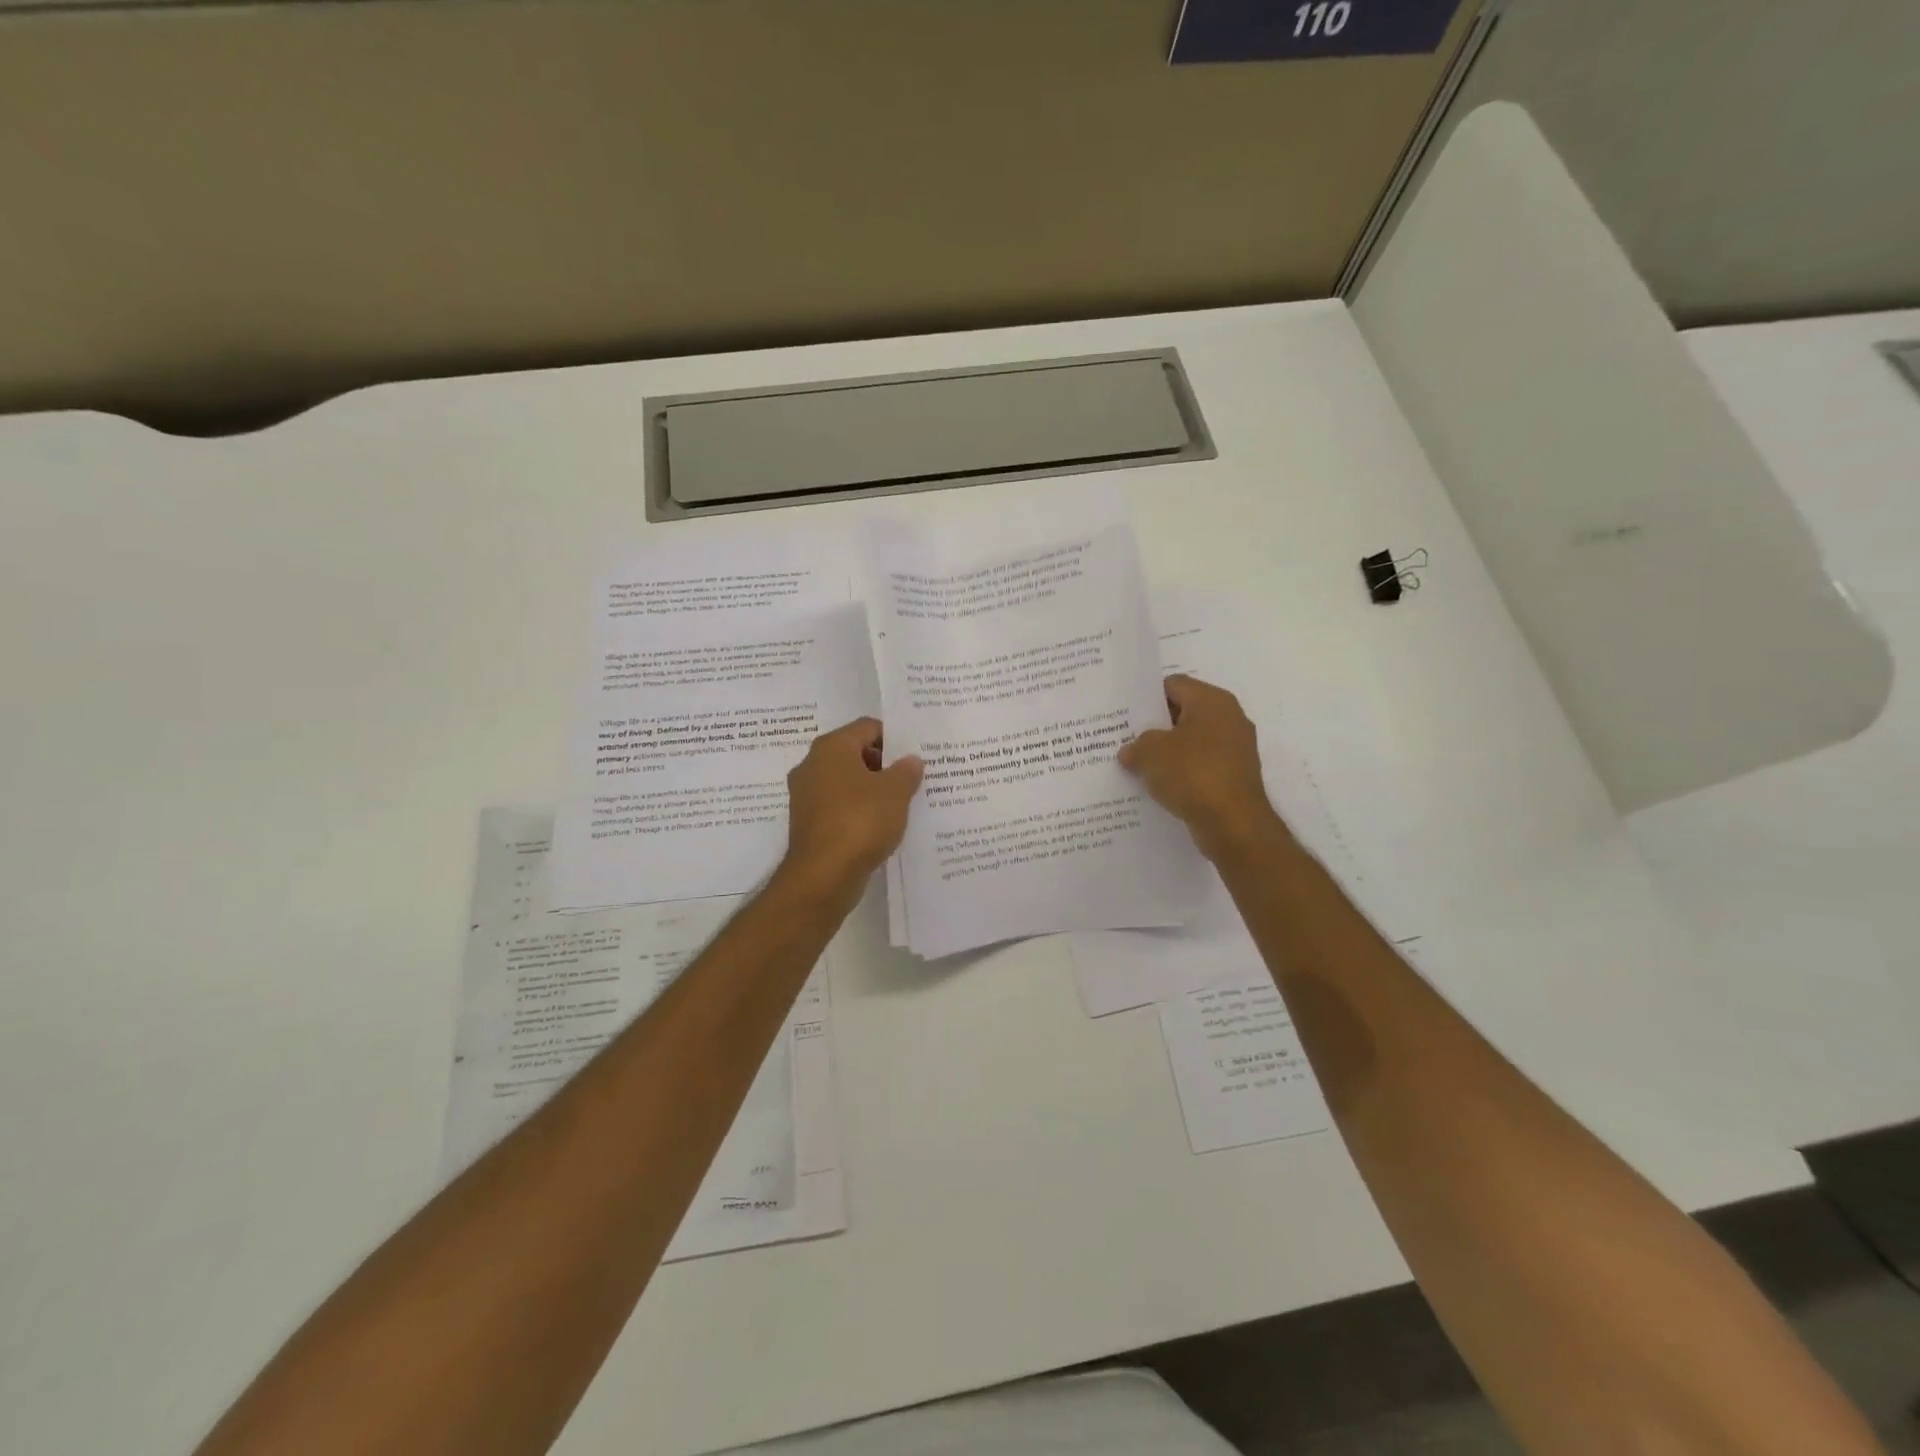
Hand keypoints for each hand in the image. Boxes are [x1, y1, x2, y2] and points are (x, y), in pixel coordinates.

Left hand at [782, 717, 923, 896]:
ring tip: (900, 803)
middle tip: (912, 779)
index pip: (868, 727)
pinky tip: (879, 825)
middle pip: (854, 753)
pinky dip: (857, 810)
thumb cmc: (860, 822)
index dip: (895, 738)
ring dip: (871, 789)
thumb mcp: (895, 793)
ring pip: (846, 781)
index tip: (916, 755)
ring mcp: (806, 795)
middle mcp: (812, 764)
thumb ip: (906, 771)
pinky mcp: (807, 822)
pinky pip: (838, 806)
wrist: (823, 876)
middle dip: (883, 764)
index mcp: (831, 747)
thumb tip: (911, 760)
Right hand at [1118, 674, 1286, 861]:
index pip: (1173, 685)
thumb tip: (1131, 750)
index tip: (1125, 714)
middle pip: (1184, 712)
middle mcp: (1229, 718)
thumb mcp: (1150, 753)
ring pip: (1192, 741)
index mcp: (1212, 701)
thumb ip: (1136, 745)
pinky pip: (1201, 765)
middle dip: (1155, 725)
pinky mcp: (1235, 776)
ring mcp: (1236, 748)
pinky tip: (1160, 785)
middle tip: (1126, 738)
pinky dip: (1182, 772)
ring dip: (1168, 751)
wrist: (1234, 824)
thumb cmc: (1192, 774)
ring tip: (1138, 763)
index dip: (1147, 697)